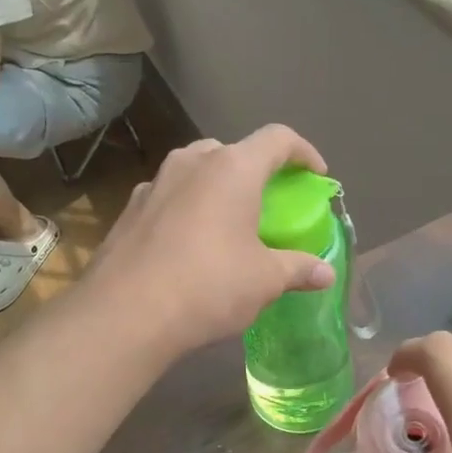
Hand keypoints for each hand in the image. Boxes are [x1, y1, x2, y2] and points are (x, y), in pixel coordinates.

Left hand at [90, 126, 336, 357]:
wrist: (124, 314)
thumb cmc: (208, 286)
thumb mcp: (264, 280)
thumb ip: (298, 269)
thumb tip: (327, 273)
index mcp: (232, 168)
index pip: (278, 139)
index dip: (304, 152)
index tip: (316, 176)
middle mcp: (191, 162)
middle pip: (233, 151)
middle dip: (256, 171)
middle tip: (268, 204)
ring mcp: (154, 183)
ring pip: (196, 171)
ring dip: (217, 188)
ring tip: (228, 224)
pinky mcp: (129, 209)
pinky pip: (169, 196)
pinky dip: (187, 208)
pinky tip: (188, 245)